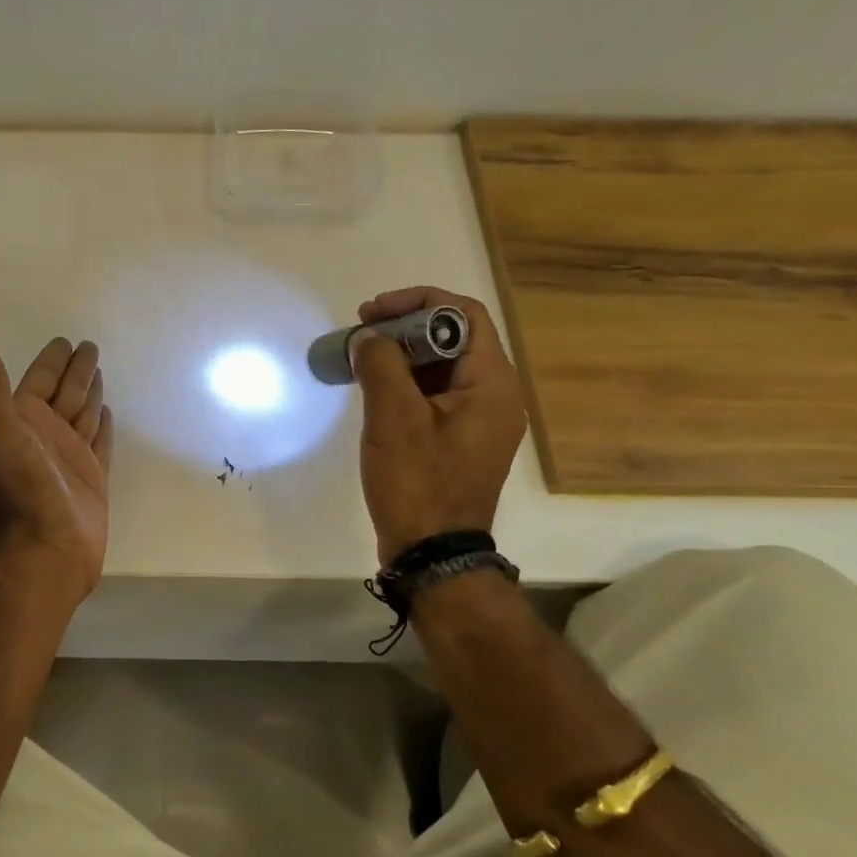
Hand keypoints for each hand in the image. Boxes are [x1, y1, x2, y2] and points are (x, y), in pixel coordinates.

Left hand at [0, 329, 112, 596]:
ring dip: (90, 392)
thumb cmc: (20, 483)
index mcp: (22, 419)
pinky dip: (103, 426)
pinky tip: (108, 412)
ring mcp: (70, 456)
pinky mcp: (92, 476)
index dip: (51, 360)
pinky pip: (100, 442)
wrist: (46, 544)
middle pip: (65, 392)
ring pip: (83, 413)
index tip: (65, 341)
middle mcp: (45, 434)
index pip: (40, 379)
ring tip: (99, 372)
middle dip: (76, 370)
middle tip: (90, 346)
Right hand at [352, 287, 526, 564]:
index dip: (418, 302)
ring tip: (361, 358)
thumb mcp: (394, 419)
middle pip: (454, 338)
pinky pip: (437, 395)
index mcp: (492, 384)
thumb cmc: (418, 483)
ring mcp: (479, 420)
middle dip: (405, 327)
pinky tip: (374, 389)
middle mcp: (495, 396)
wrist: (433, 554)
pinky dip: (407, 383)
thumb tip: (369, 337)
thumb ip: (381, 365)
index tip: (374, 313)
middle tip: (361, 334)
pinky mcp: (461, 440)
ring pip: (443, 367)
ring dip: (402, 355)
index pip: (465, 315)